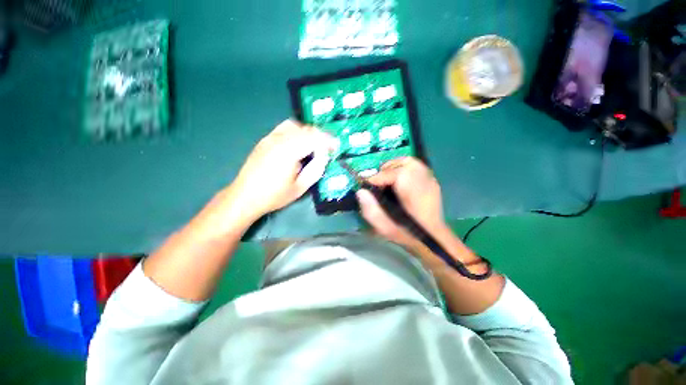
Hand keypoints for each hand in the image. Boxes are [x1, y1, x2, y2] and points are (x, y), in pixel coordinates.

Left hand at [225, 120, 334, 221]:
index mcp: (288, 152)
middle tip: (328, 147)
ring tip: (315, 144)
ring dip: (309, 132)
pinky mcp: (265, 140)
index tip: (336, 146)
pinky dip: (297, 131)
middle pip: (305, 129)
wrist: (245, 196)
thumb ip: (315, 170)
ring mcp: (270, 138)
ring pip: (295, 125)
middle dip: (320, 136)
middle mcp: (279, 140)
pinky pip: (284, 128)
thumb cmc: (274, 196)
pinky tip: (299, 143)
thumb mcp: (300, 188)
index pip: (313, 138)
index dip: (328, 140)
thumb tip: (324, 156)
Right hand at [356, 157, 447, 245]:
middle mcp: (425, 184)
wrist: (432, 238)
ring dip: (395, 167)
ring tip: (386, 179)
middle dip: (387, 169)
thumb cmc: (408, 234)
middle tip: (377, 181)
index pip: (397, 174)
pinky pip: (416, 168)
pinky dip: (403, 170)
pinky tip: (398, 181)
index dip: (379, 177)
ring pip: (411, 163)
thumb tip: (361, 191)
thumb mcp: (386, 228)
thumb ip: (371, 211)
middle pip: (405, 163)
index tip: (367, 184)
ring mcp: (430, 181)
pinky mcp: (431, 182)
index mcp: (414, 195)